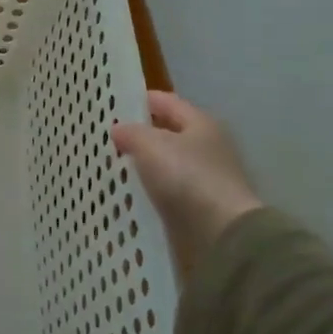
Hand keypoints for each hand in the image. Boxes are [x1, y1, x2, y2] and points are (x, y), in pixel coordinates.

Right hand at [112, 91, 263, 272]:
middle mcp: (208, 146)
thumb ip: (131, 133)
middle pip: (169, 133)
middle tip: (109, 138)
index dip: (141, 100)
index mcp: (200, 123)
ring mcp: (207, 177)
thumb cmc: (187, 178)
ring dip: (146, 164)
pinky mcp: (203, 205)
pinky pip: (171, 190)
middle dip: (141, 134)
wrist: (223, 233)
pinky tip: (133, 194)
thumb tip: (119, 129)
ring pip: (169, 163)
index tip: (113, 105)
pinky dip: (153, 189)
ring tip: (116, 167)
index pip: (166, 102)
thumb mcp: (151, 146)